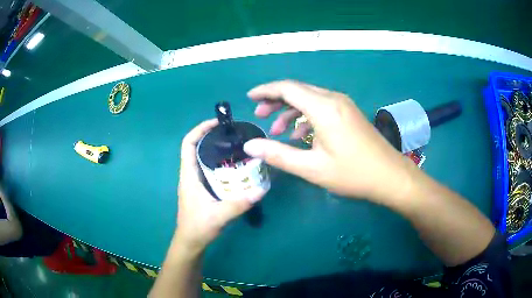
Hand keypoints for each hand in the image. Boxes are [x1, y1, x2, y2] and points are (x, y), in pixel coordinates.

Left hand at [176, 119, 264, 252]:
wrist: (191, 242)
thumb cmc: (198, 227)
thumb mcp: (218, 216)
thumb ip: (239, 204)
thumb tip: (261, 189)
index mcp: (188, 175)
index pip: (188, 144)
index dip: (199, 129)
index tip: (217, 123)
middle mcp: (190, 175)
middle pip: (197, 147)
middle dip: (212, 136)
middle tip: (233, 134)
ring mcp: (196, 182)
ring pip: (203, 158)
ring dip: (216, 149)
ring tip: (236, 146)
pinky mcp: (201, 189)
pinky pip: (209, 169)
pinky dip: (220, 163)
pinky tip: (235, 167)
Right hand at [243, 80, 415, 202]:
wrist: (389, 176)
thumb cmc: (352, 174)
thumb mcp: (311, 168)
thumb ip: (278, 154)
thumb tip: (249, 146)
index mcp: (323, 108)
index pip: (287, 88)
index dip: (266, 91)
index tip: (250, 98)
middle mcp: (333, 99)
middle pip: (297, 90)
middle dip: (275, 100)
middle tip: (260, 115)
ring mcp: (343, 105)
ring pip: (309, 98)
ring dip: (290, 110)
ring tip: (276, 129)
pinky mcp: (348, 113)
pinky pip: (321, 107)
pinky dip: (305, 116)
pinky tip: (299, 135)